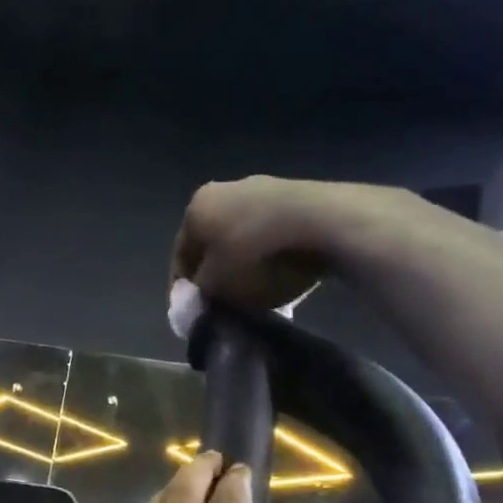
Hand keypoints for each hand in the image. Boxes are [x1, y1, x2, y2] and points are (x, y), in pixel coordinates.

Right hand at [172, 177, 436, 309]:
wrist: (321, 224)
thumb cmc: (255, 257)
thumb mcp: (217, 288)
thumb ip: (200, 295)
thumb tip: (200, 297)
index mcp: (196, 209)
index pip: (180, 256)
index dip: (183, 289)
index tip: (192, 314)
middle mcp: (224, 190)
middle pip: (213, 244)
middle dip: (217, 275)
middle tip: (224, 306)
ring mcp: (263, 188)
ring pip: (244, 237)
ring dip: (245, 265)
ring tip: (256, 295)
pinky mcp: (297, 195)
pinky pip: (273, 233)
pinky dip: (271, 255)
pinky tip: (282, 275)